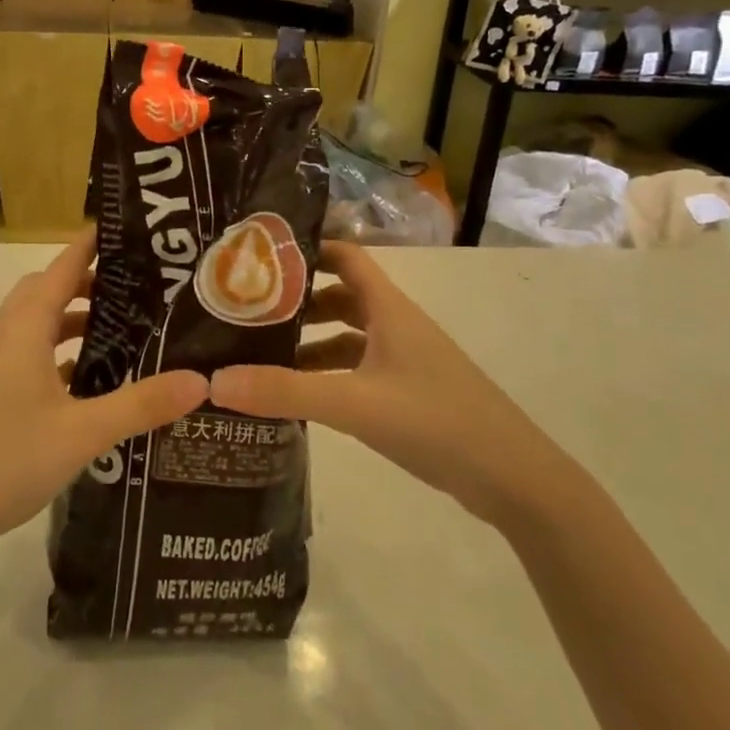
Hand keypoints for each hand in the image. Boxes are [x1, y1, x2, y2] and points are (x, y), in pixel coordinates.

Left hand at [0, 232, 208, 552]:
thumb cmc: (10, 457)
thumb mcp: (85, 431)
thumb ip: (142, 403)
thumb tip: (199, 381)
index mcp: (24, 327)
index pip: (62, 266)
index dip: (92, 244)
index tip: (128, 231)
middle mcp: (6, 333)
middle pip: (48, 288)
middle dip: (88, 280)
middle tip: (136, 286)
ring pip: (38, 321)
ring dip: (73, 317)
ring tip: (121, 328)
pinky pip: (31, 350)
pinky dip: (60, 348)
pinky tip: (90, 377)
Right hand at [210, 242, 579, 530]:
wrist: (515, 480)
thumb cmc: (436, 421)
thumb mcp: (354, 404)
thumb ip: (285, 391)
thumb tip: (214, 380)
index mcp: (388, 308)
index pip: (344, 256)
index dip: (306, 249)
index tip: (259, 257)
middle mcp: (396, 325)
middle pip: (339, 296)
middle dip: (296, 301)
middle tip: (246, 311)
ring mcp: (405, 360)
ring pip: (347, 337)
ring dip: (309, 342)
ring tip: (260, 357)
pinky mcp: (409, 393)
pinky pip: (357, 370)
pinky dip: (328, 375)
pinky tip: (300, 397)